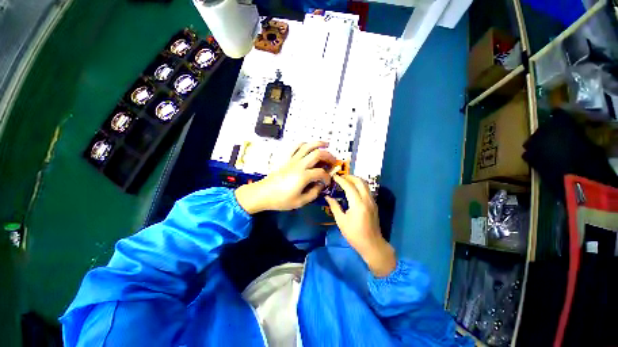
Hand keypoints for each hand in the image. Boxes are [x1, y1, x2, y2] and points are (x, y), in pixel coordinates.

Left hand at [235, 141, 336, 212]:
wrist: (263, 193)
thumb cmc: (281, 200)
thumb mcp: (300, 202)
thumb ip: (314, 193)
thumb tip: (321, 186)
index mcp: (303, 176)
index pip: (321, 173)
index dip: (327, 177)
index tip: (328, 182)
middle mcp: (299, 165)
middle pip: (317, 154)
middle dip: (328, 156)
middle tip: (333, 161)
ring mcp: (292, 160)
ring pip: (307, 146)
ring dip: (318, 144)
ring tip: (326, 144)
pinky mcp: (286, 158)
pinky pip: (295, 147)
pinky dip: (304, 144)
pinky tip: (308, 145)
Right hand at [325, 175, 395, 276]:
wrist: (372, 244)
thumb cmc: (354, 234)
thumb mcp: (341, 221)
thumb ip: (334, 206)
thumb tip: (327, 197)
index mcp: (358, 204)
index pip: (349, 186)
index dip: (341, 180)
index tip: (334, 176)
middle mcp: (367, 199)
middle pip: (360, 181)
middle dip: (350, 177)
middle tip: (340, 177)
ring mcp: (372, 201)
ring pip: (365, 184)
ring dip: (355, 180)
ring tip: (346, 181)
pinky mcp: (374, 204)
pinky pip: (367, 190)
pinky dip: (359, 185)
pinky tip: (353, 189)